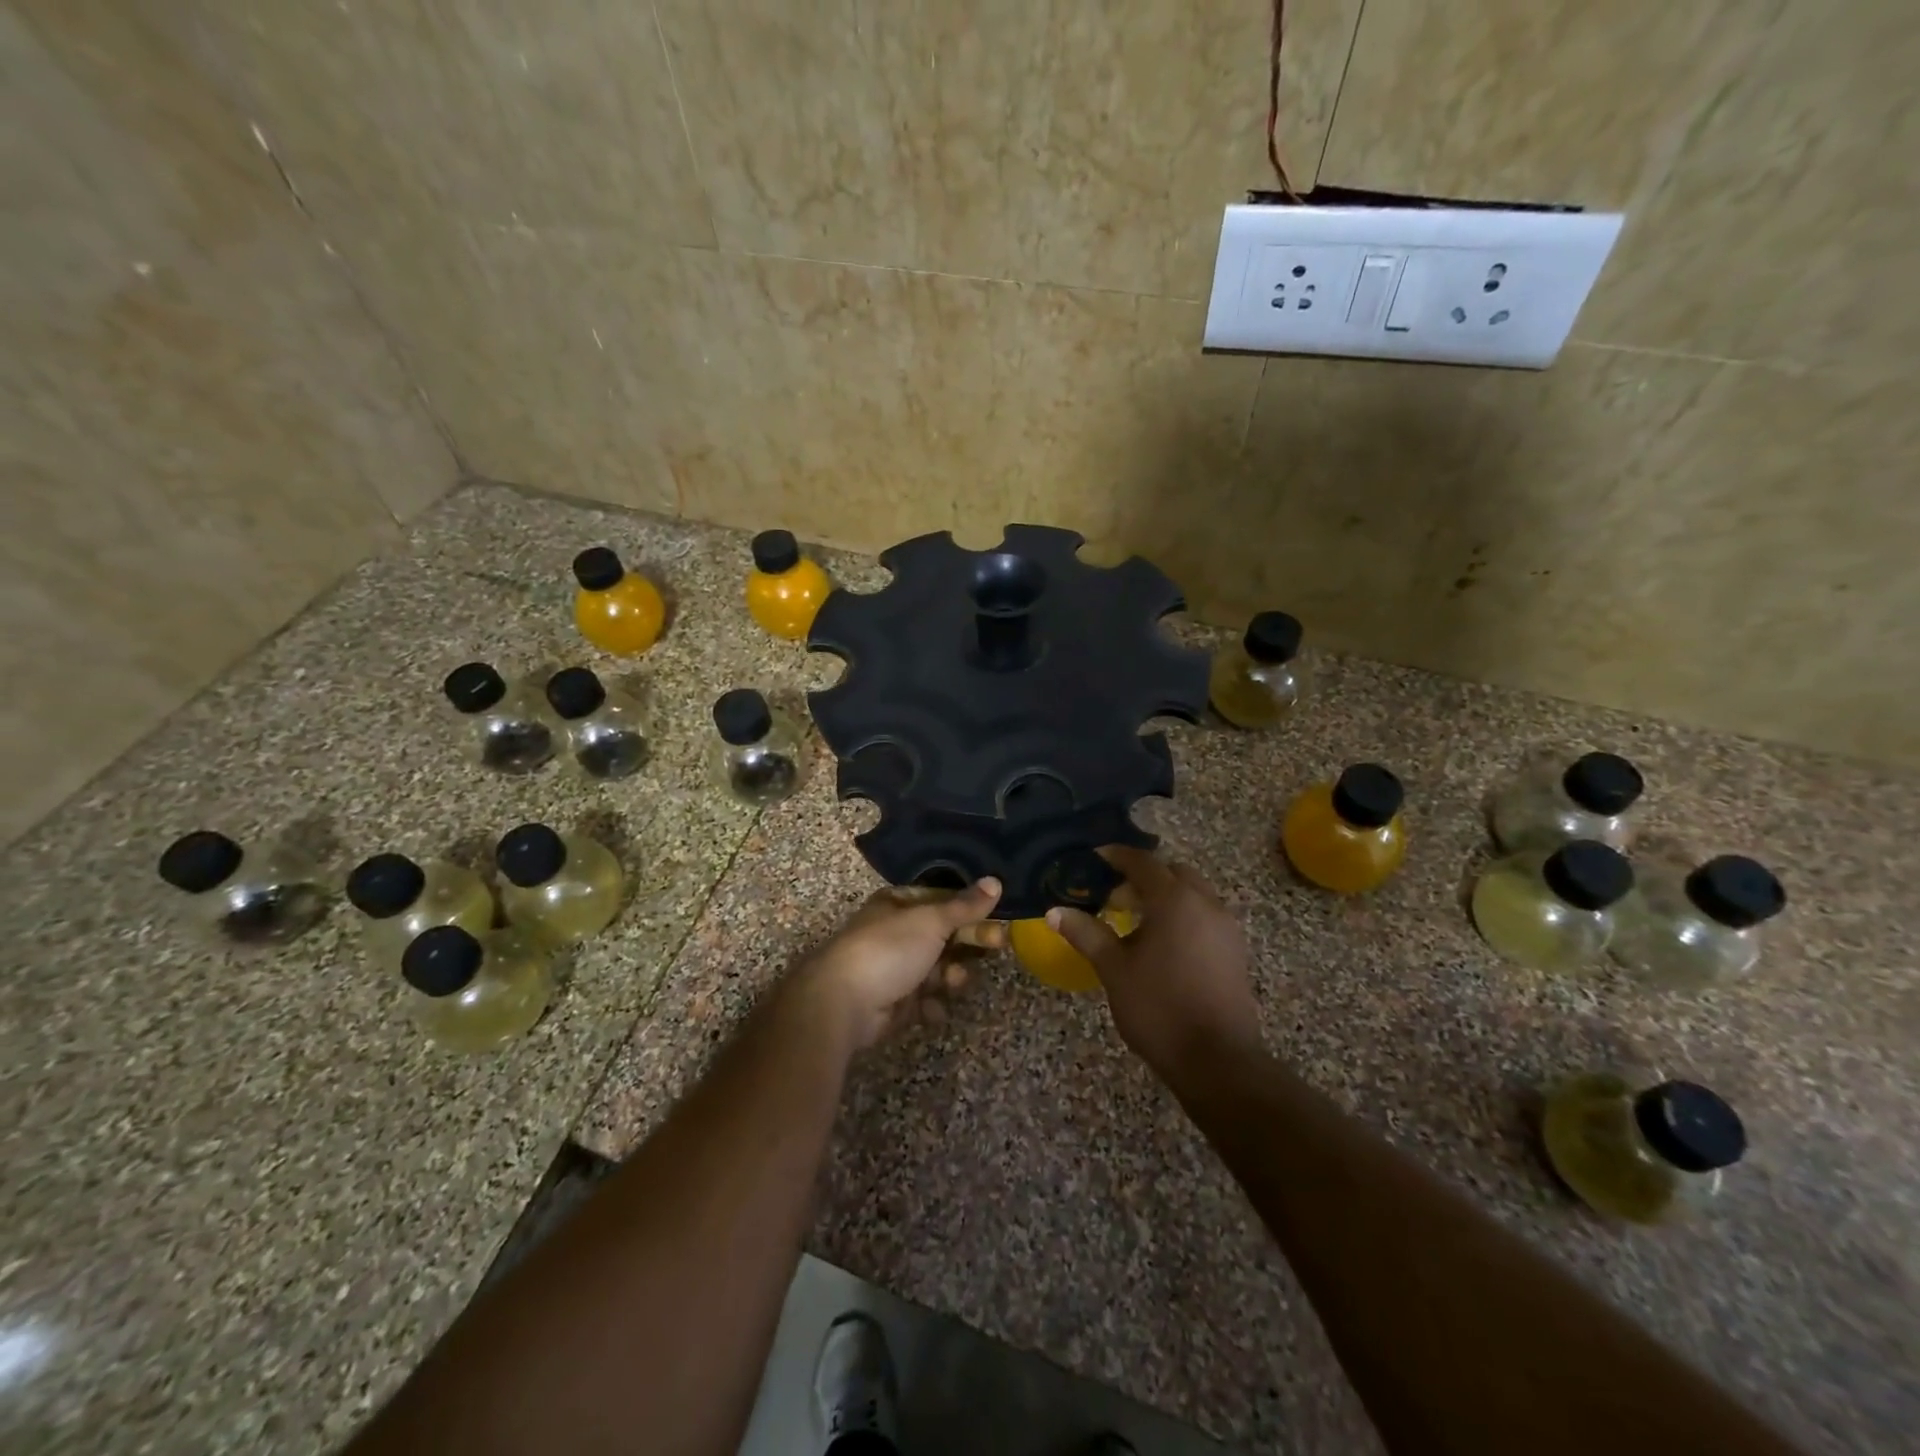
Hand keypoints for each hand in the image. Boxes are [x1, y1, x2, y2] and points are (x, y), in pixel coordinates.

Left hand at [792, 878, 1003, 1049]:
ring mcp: (893, 968)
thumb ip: (965, 905)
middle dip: (968, 942)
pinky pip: (923, 1000)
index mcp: (898, 904)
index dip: (971, 909)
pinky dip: (931, 1005)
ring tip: (953, 983)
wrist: (843, 1002)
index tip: (999, 918)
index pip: (942, 900)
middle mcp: (895, 932)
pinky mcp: (892, 1002)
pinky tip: (933, 1009)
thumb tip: (996, 881)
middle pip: (943, 935)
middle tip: (997, 946)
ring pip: (936, 969)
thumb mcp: (931, 920)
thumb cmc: (888, 949)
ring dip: (950, 976)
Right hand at [1048, 848, 1261, 1080]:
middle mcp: (1205, 903)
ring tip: (1135, 921)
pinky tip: (1162, 944)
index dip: (1117, 856)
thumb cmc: (1159, 1008)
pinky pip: (1205, 916)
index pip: (1142, 862)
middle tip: (1115, 897)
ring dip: (1165, 896)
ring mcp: (1225, 927)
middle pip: (1172, 873)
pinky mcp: (1235, 950)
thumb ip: (1086, 933)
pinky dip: (1182, 915)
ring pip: (1192, 894)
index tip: (1095, 858)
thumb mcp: (1114, 969)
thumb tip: (1055, 911)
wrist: (1217, 1060)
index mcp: (1174, 900)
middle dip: (1144, 877)